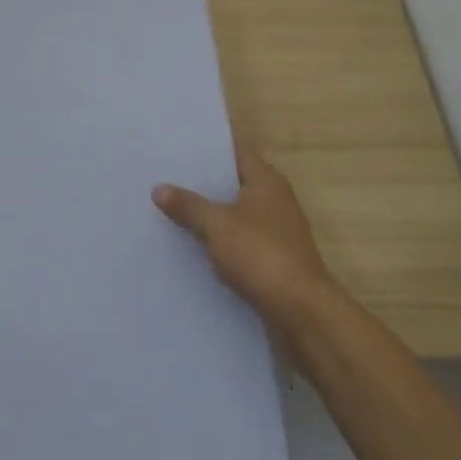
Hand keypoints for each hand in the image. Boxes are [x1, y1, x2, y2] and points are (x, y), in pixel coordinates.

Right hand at [154, 146, 338, 346]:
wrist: (301, 312)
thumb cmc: (261, 255)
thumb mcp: (217, 226)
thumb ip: (188, 206)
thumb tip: (159, 188)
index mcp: (267, 181)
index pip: (235, 151)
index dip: (207, 148)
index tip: (176, 147)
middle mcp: (275, 201)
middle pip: (233, 183)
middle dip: (202, 183)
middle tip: (164, 177)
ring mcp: (276, 232)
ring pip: (235, 214)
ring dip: (209, 215)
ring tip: (170, 209)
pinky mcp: (273, 261)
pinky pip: (239, 242)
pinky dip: (219, 241)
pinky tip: (191, 246)